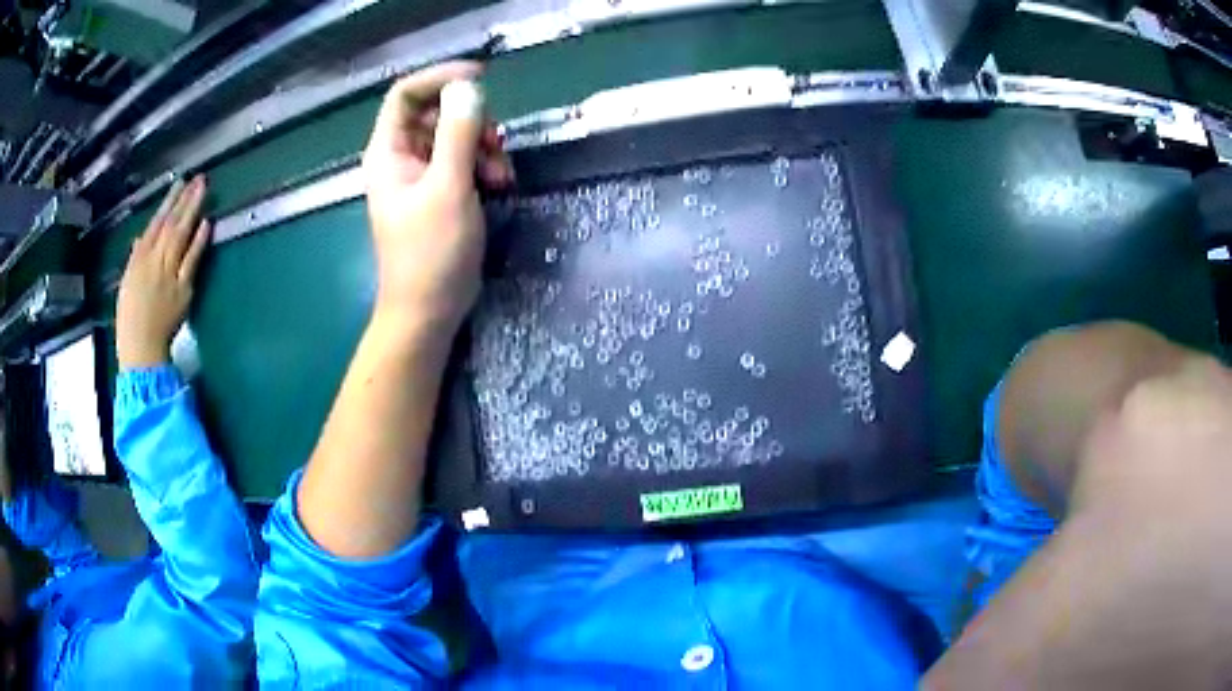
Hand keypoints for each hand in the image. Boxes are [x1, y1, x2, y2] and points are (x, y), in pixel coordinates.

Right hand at [116, 176, 210, 369]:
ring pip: (181, 235)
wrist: (140, 349)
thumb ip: (136, 259)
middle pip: (170, 224)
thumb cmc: (130, 319)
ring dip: (193, 211)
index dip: (168, 202)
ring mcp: (169, 274)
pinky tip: (207, 224)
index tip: (178, 184)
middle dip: (184, 199)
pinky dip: (199, 241)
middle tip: (198, 179)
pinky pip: (191, 260)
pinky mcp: (182, 289)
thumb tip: (141, 239)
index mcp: (138, 260)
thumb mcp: (127, 284)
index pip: (155, 224)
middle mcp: (153, 262)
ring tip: (204, 190)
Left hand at [362, 61, 513, 331]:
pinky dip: (484, 165)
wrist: (427, 312)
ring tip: (501, 175)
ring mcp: (420, 175)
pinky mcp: (439, 192)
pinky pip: (462, 160)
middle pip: (435, 111)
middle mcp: (401, 157)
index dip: (440, 78)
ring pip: (454, 136)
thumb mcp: (448, 189)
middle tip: (494, 143)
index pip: (406, 94)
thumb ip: (457, 135)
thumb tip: (468, 88)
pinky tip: (500, 185)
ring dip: (483, 146)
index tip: (480, 78)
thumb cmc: (430, 254)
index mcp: (389, 152)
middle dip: (471, 120)